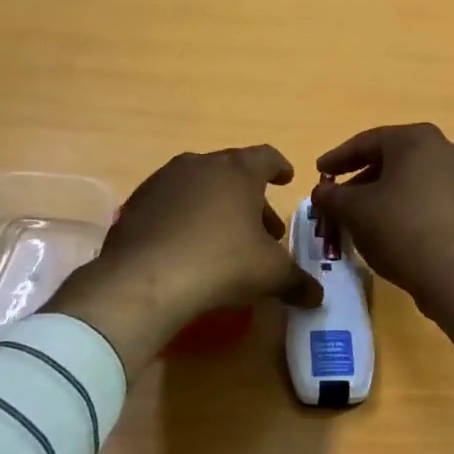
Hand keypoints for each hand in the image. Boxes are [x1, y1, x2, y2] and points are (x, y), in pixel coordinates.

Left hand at [47, 146, 321, 374]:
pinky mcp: (136, 205)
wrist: (144, 280)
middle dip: (250, 198)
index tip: (286, 178)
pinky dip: (185, 219)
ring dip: (216, 207)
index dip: (279, 167)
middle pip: (231, 173)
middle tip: (262, 230)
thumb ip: (298, 282)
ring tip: (224, 240)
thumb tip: (317, 296)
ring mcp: (162, 181)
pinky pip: (170, 206)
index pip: (266, 157)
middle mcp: (199, 165)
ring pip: (198, 187)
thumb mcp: (271, 275)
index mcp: (237, 170)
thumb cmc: (222, 263)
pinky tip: (188, 248)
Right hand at [312, 124, 453, 355]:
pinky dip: (404, 206)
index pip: (367, 142)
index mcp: (417, 139)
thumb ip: (331, 196)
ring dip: (381, 195)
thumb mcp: (354, 211)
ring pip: (410, 180)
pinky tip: (388, 229)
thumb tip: (321, 192)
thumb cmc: (400, 228)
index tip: (319, 172)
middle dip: (360, 180)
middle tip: (337, 198)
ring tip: (358, 218)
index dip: (338, 158)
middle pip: (391, 160)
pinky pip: (427, 197)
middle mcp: (445, 149)